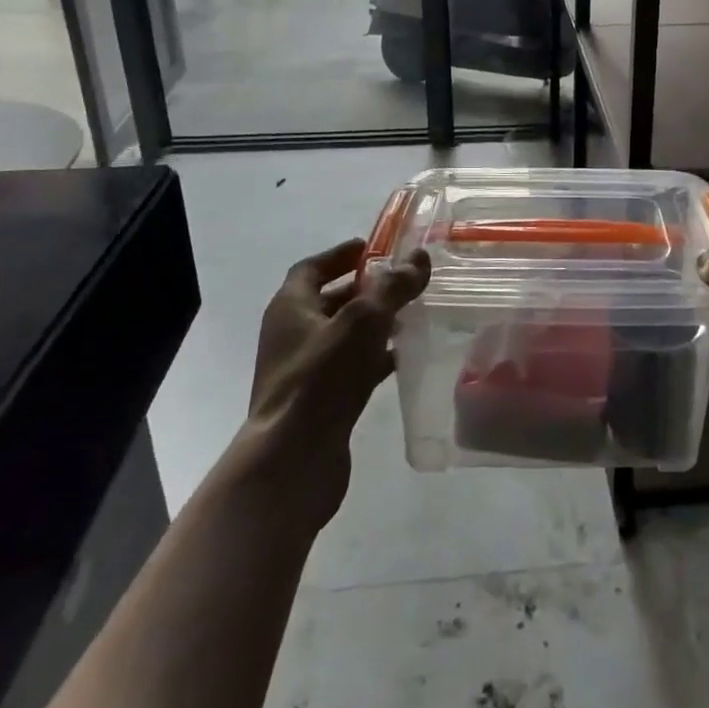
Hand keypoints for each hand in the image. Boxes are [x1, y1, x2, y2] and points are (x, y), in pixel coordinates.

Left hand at [241, 237, 430, 529]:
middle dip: (365, 289)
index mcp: (290, 307)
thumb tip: (418, 258)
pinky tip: (403, 357)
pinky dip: (374, 357)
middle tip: (402, 280)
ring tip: (411, 314)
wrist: (293, 460)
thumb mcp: (363, 321)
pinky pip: (350, 367)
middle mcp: (292, 335)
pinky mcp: (320, 400)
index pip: (312, 267)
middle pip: (329, 300)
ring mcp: (304, 370)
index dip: (342, 254)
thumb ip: (393, 287)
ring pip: (343, 335)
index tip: (373, 247)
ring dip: (373, 323)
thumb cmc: (322, 378)